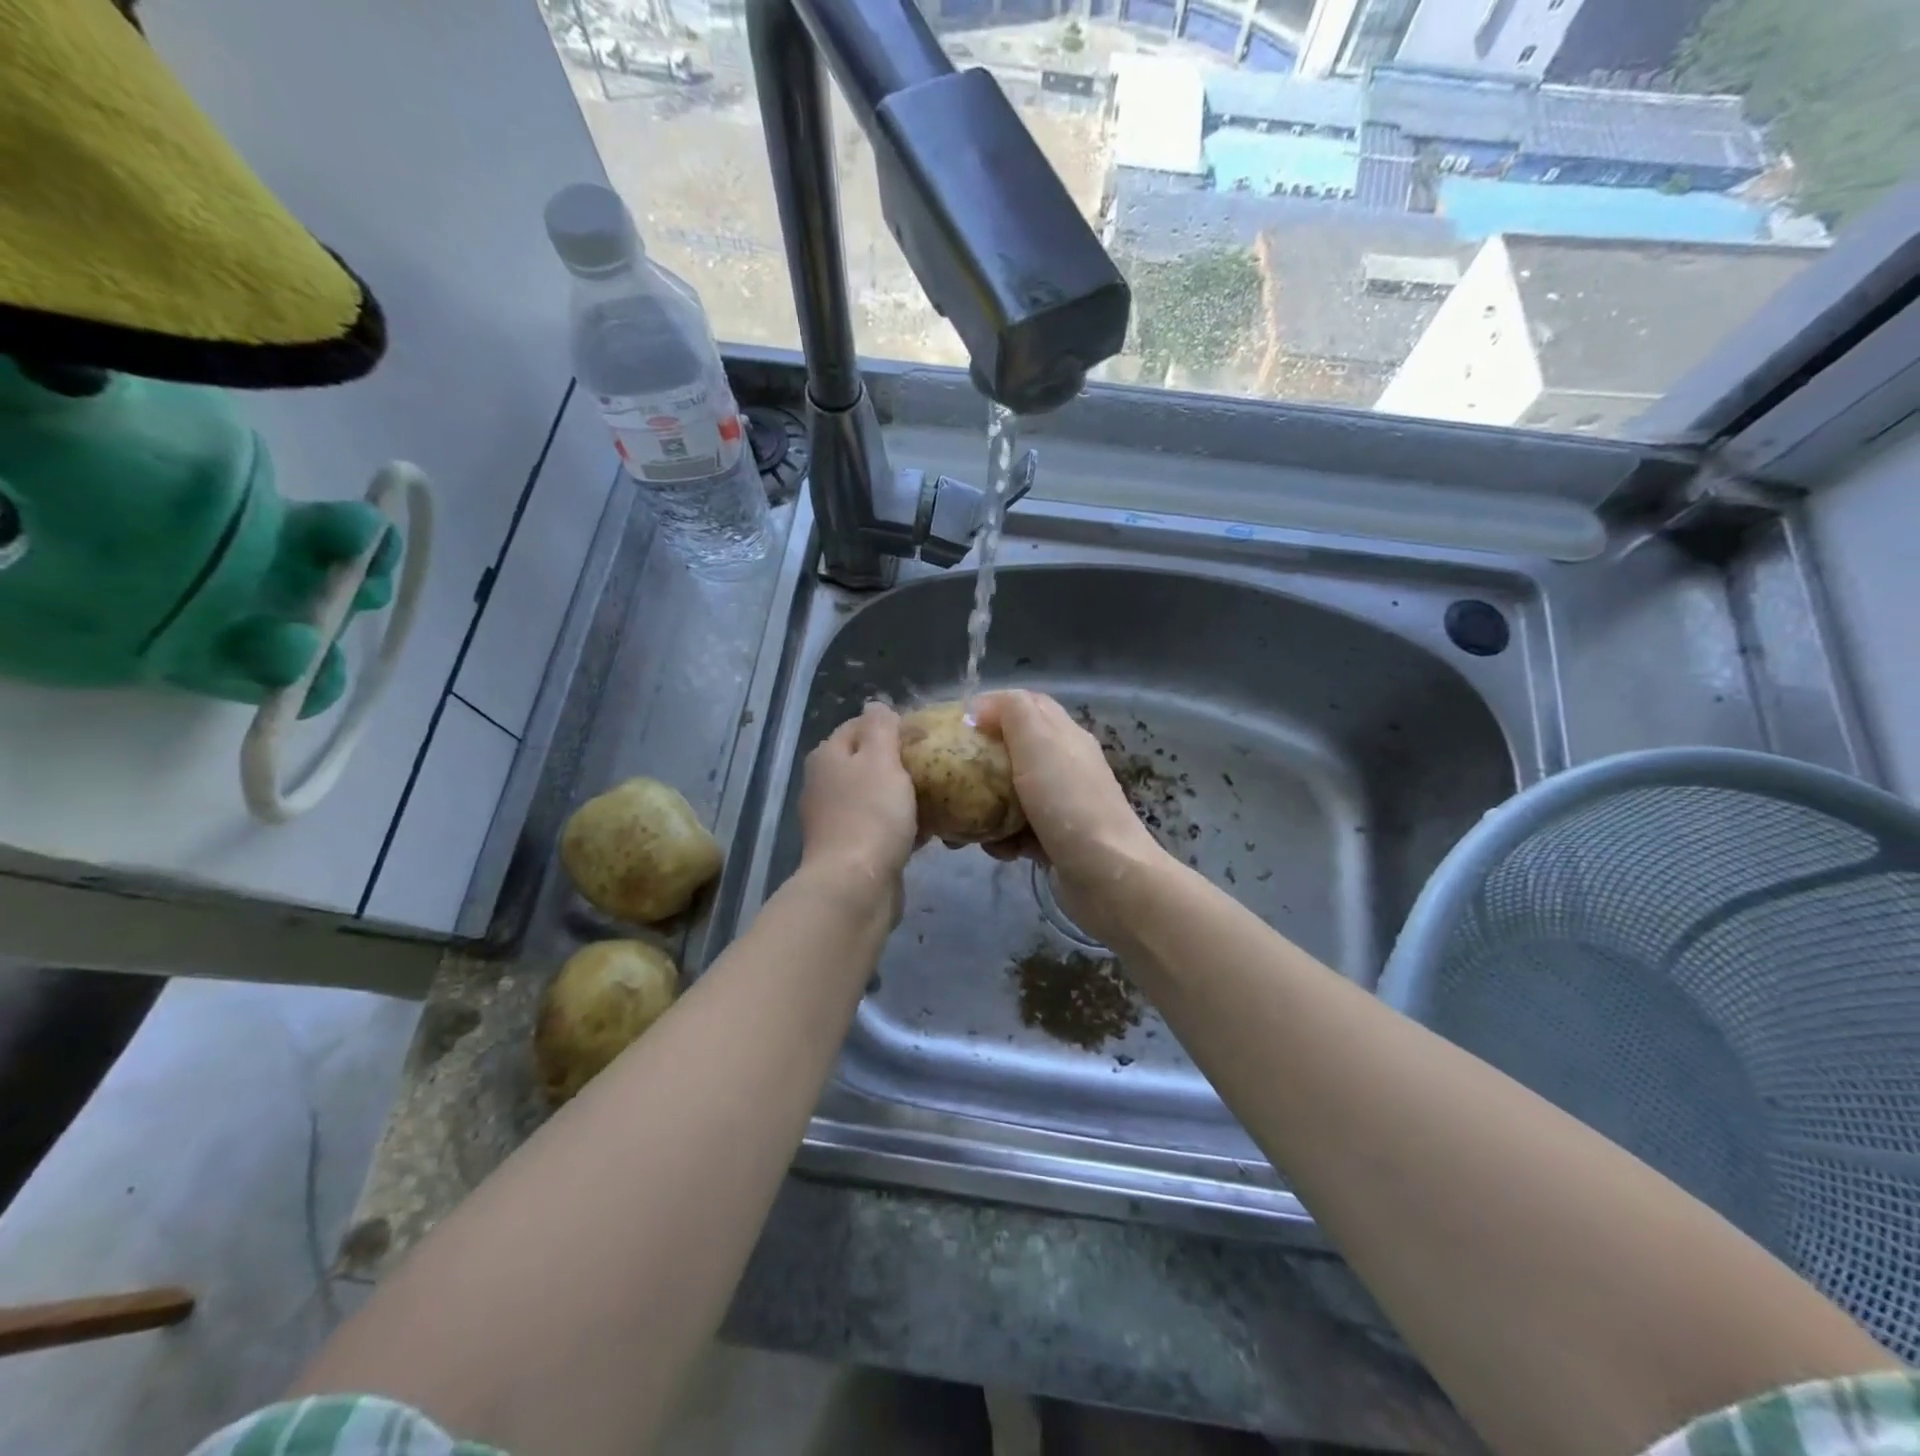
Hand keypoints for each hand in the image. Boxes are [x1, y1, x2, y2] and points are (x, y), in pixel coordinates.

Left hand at [798, 702, 918, 891]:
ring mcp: (835, 819)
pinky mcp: (851, 849)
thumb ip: (880, 727)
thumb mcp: (880, 758)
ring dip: (905, 796)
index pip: (860, 725)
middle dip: (901, 762)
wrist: (855, 886)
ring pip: (876, 796)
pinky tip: (932, 830)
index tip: (926, 734)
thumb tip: (876, 705)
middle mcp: (825, 784)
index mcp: (828, 756)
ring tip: (940, 796)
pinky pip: (881, 827)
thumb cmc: (870, 814)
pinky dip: (903, 825)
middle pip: (868, 761)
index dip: (892, 725)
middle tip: (937, 765)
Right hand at [970, 691, 1165, 939]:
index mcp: (1064, 736)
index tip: (956, 724)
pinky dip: (1004, 840)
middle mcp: (1065, 766)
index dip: (992, 707)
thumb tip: (980, 707)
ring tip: (967, 825)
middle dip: (981, 763)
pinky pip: (1019, 831)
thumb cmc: (1069, 803)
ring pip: (1012, 795)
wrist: (1108, 877)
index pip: (1027, 705)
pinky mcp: (1057, 841)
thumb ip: (1012, 713)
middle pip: (1015, 751)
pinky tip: (1000, 852)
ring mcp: (1062, 806)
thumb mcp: (1039, 744)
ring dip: (987, 808)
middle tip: (952, 777)